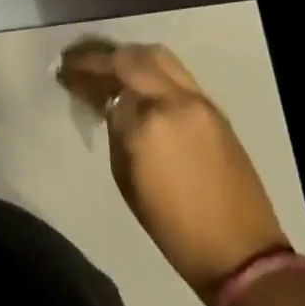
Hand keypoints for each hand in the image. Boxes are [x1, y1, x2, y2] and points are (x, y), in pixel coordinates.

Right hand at [73, 42, 285, 301]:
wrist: (239, 250)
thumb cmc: (173, 225)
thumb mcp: (126, 179)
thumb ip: (116, 132)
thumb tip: (110, 105)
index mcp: (147, 124)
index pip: (108, 84)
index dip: (83, 77)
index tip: (65, 74)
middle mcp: (174, 101)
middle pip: (133, 57)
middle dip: (103, 56)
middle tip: (82, 62)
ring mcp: (199, 100)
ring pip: (159, 56)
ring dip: (130, 57)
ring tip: (110, 67)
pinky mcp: (215, 107)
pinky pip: (177, 74)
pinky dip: (153, 70)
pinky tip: (139, 83)